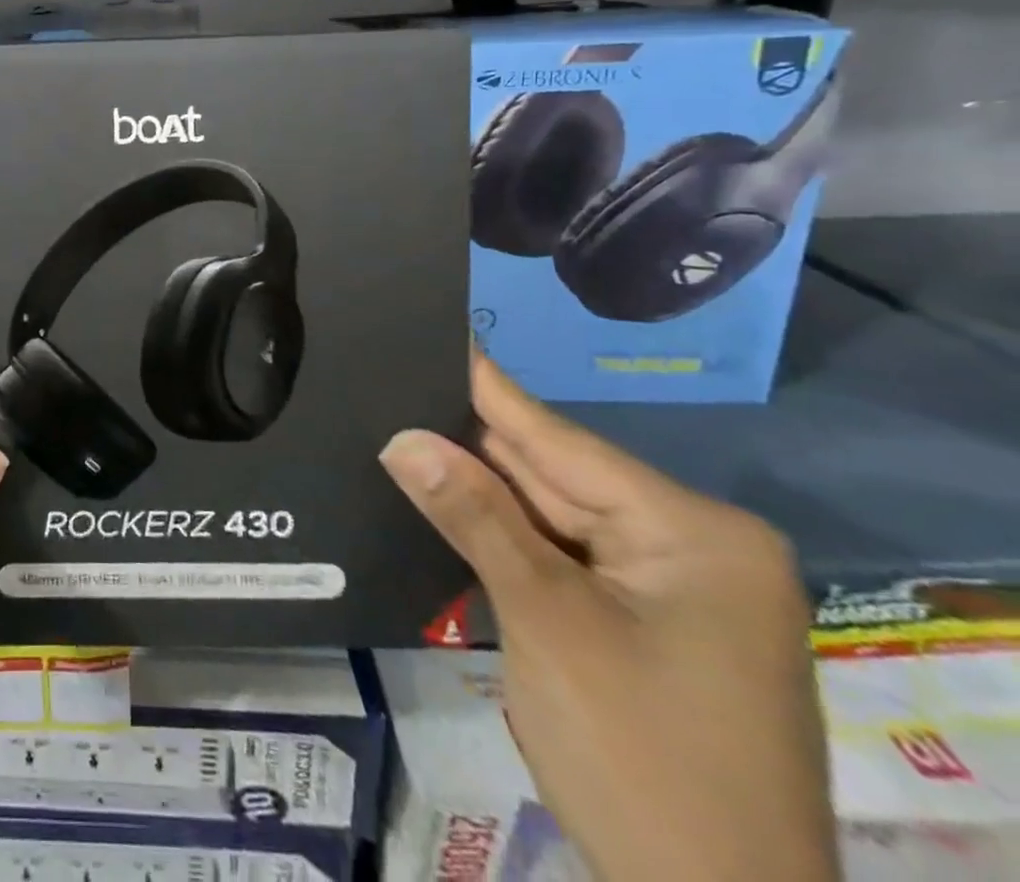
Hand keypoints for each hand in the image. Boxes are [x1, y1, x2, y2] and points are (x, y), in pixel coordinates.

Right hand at [380, 350, 836, 881]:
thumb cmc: (640, 759)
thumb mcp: (546, 622)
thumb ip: (473, 517)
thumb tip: (402, 437)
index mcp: (693, 531)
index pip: (559, 439)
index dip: (486, 386)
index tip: (435, 331)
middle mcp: (693, 546)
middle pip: (555, 475)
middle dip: (472, 440)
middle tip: (397, 382)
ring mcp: (675, 590)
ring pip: (554, 516)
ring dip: (482, 490)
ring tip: (404, 427)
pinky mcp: (649, 624)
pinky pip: (564, 556)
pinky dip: (508, 537)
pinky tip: (449, 501)